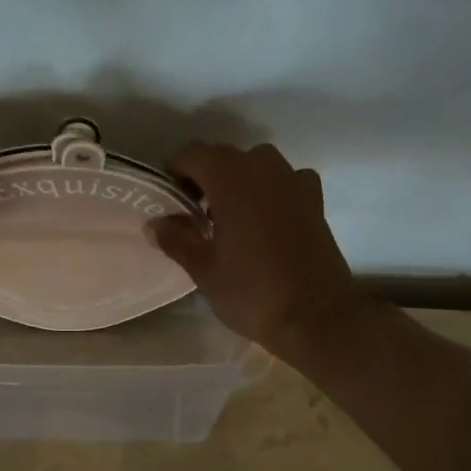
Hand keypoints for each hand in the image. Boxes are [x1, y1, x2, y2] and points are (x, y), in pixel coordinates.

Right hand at [149, 142, 362, 359]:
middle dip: (203, 175)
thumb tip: (153, 224)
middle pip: (223, 155)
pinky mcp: (314, 199)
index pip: (192, 154)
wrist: (317, 317)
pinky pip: (286, 178)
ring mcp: (293, 181)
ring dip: (237, 178)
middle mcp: (262, 169)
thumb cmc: (252, 292)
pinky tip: (267, 214)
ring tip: (229, 213)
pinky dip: (272, 187)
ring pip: (256, 162)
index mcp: (230, 180)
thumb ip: (176, 240)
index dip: (174, 171)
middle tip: (193, 211)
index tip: (168, 198)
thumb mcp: (204, 270)